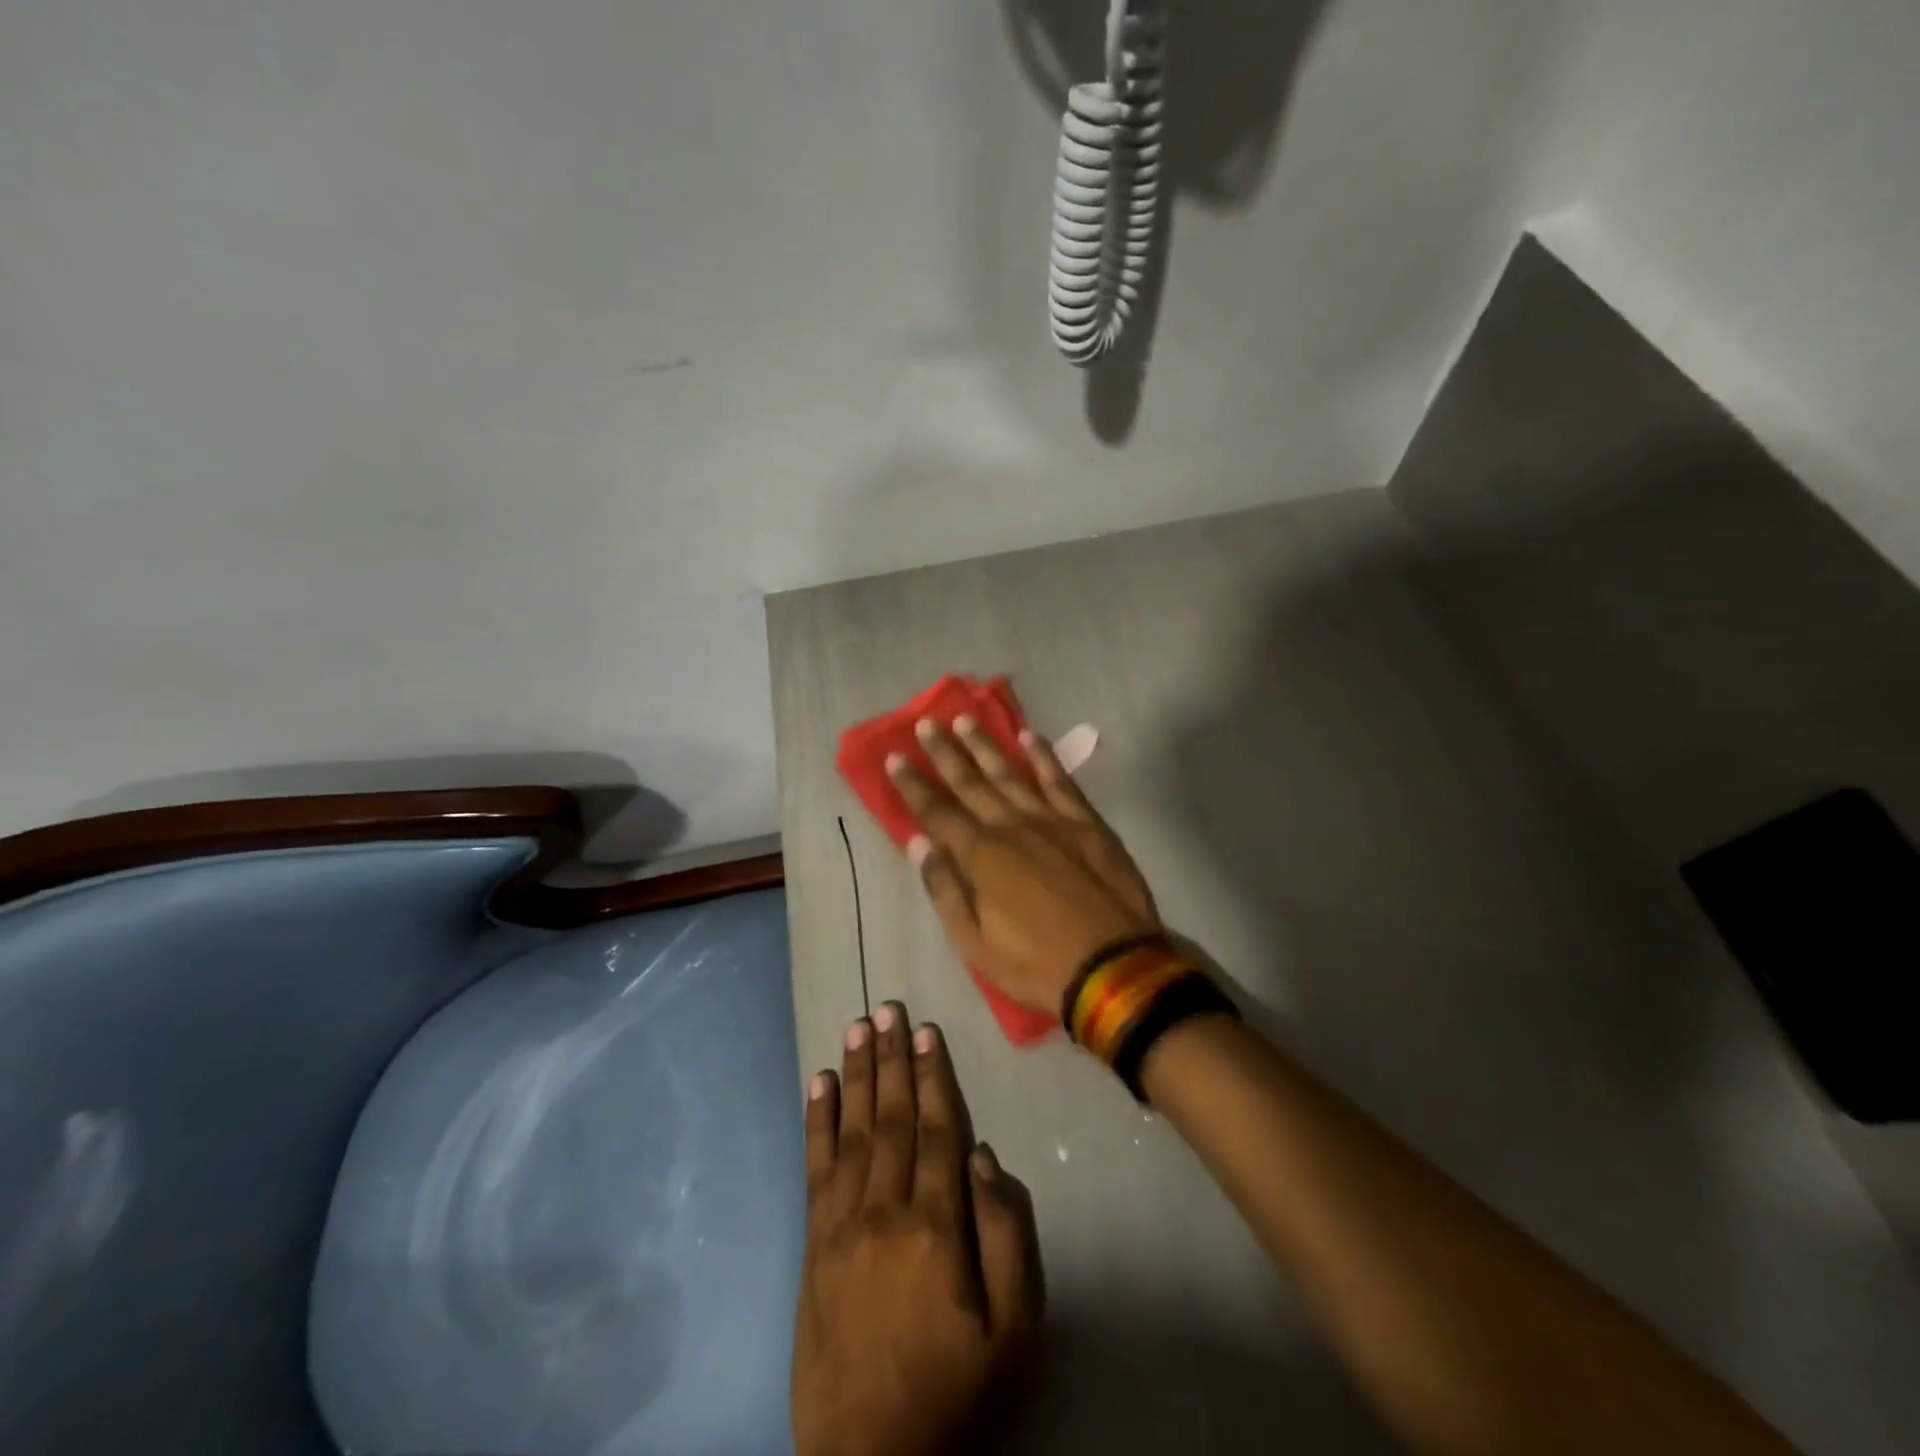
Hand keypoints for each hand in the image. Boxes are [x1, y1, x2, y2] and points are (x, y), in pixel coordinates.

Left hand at [792, 1003, 1042, 1455]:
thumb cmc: (955, 1394)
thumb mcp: (1013, 1333)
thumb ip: (1008, 1238)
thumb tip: (985, 1158)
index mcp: (935, 1226)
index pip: (935, 1130)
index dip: (932, 1076)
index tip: (927, 1031)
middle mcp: (883, 1209)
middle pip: (890, 1117)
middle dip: (891, 1058)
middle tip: (888, 1008)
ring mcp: (841, 1224)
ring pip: (852, 1130)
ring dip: (856, 1074)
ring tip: (858, 1027)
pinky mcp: (813, 1243)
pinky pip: (815, 1167)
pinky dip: (817, 1120)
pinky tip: (819, 1084)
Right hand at [888, 717, 1158, 1014]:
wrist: (1115, 966)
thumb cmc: (1036, 963)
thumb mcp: (974, 943)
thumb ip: (945, 889)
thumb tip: (918, 844)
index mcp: (980, 857)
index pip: (936, 812)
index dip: (913, 785)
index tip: (895, 756)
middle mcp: (1011, 826)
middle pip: (971, 782)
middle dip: (945, 752)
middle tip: (926, 723)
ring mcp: (1052, 820)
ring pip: (1011, 772)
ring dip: (986, 745)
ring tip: (966, 719)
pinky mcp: (1087, 822)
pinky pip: (1060, 780)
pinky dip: (1043, 756)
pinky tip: (1029, 736)